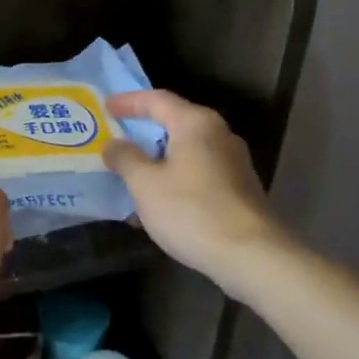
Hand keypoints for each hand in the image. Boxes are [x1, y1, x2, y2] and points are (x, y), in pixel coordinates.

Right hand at [104, 89, 289, 293]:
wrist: (253, 258)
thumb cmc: (192, 211)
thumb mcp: (145, 184)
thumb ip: (125, 158)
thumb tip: (114, 145)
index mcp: (196, 124)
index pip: (157, 100)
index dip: (128, 102)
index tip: (105, 107)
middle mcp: (218, 135)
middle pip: (173, 123)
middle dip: (142, 132)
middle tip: (114, 138)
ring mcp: (232, 164)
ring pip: (184, 152)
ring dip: (155, 161)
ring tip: (128, 175)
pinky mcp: (238, 190)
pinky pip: (196, 174)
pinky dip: (172, 180)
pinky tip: (153, 204)